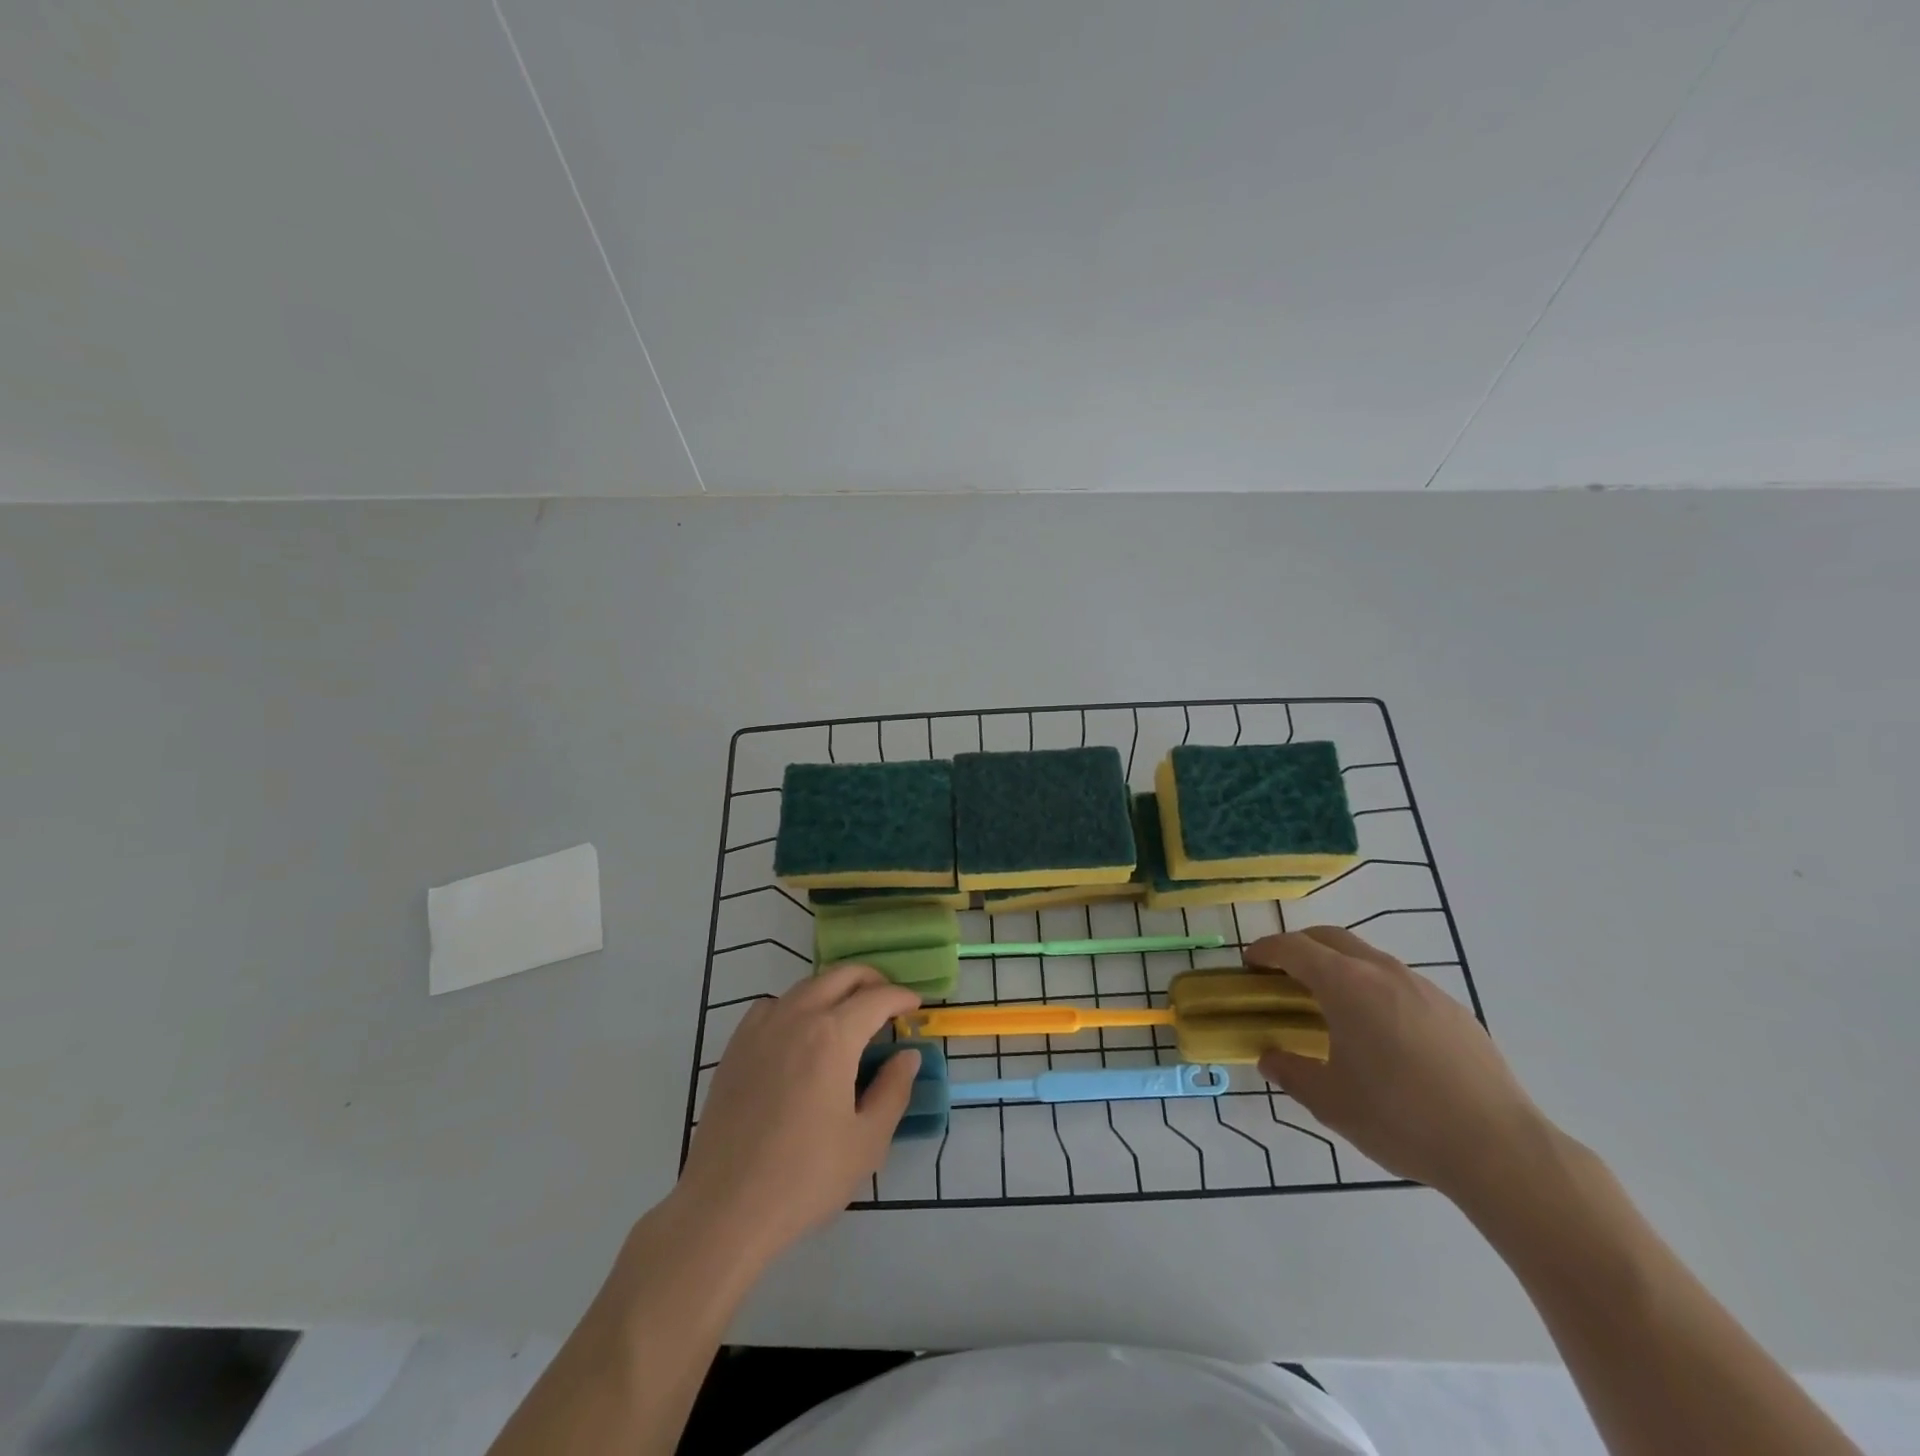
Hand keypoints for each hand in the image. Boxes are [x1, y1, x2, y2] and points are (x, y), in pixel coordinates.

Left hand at [676, 964, 921, 1263]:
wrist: (725, 1208)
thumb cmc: (805, 1177)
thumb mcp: (867, 1141)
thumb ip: (894, 1090)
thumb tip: (907, 1056)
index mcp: (833, 1036)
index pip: (877, 998)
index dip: (901, 997)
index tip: (915, 1006)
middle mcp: (797, 1017)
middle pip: (841, 976)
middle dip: (871, 980)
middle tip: (888, 1001)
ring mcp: (761, 1028)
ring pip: (806, 986)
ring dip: (834, 989)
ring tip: (849, 1014)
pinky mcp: (736, 1047)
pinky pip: (773, 1005)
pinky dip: (796, 1004)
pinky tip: (799, 1032)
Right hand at [1246, 927, 1553, 1203]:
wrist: (1500, 1150)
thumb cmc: (1400, 1118)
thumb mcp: (1330, 1102)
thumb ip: (1291, 1073)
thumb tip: (1270, 1058)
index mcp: (1346, 985)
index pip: (1295, 948)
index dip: (1267, 950)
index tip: (1250, 961)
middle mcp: (1383, 972)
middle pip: (1332, 938)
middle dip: (1301, 946)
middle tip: (1282, 971)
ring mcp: (1424, 988)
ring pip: (1369, 958)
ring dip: (1340, 966)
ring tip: (1330, 1002)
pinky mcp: (1455, 1011)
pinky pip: (1401, 982)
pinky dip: (1375, 987)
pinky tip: (1381, 1031)